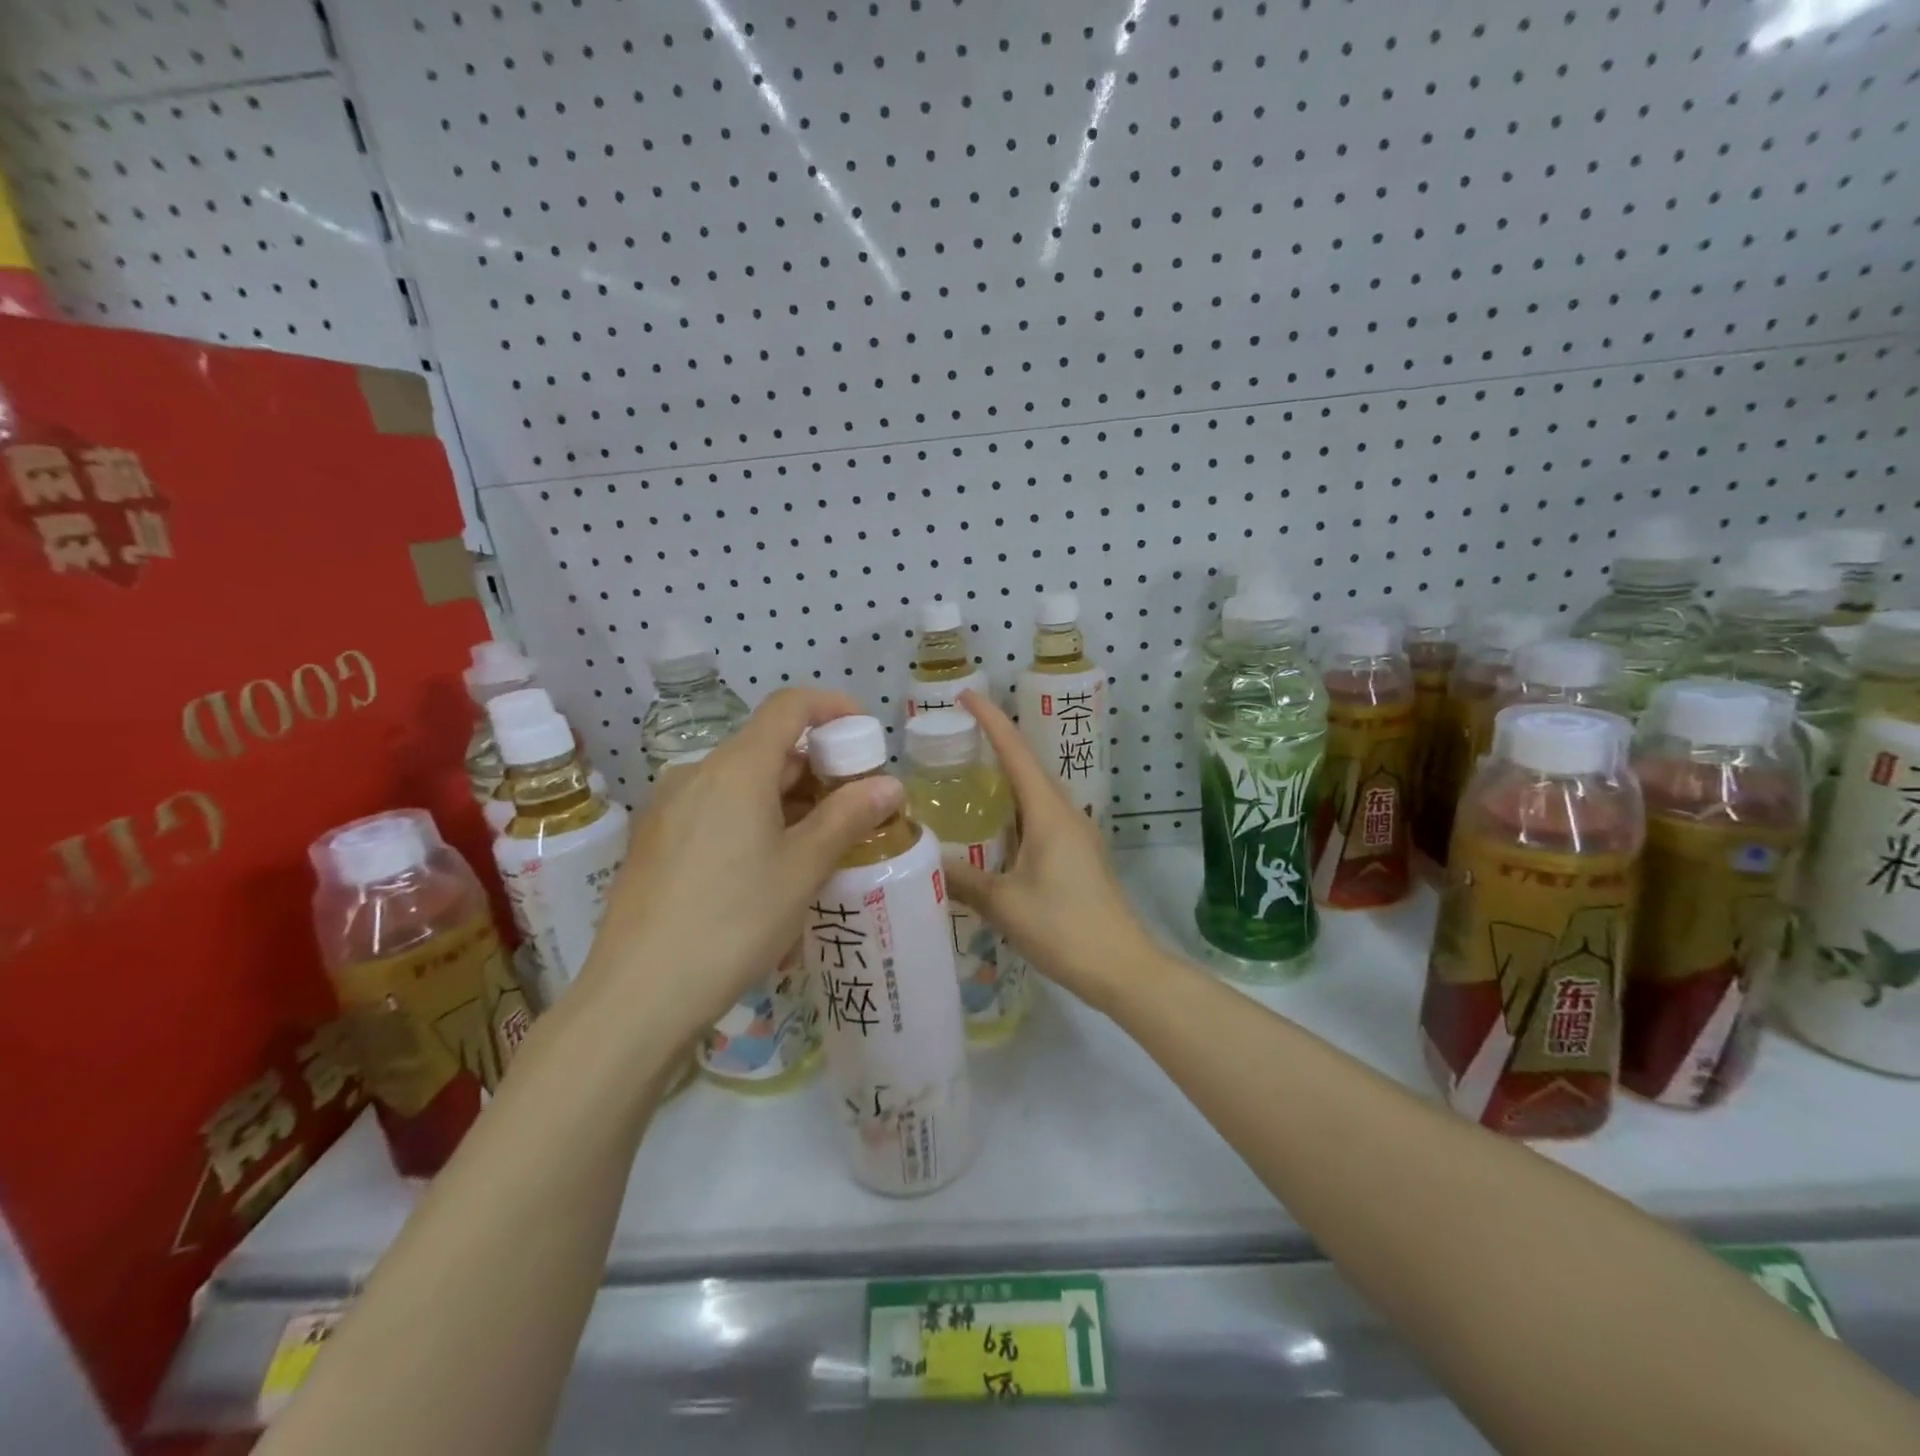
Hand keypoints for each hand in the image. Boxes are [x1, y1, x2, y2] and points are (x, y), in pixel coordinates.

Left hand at [575, 689, 904, 1043]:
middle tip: (854, 808)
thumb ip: (848, 817)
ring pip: (741, 782)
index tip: (864, 735)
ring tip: (818, 845)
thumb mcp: (803, 869)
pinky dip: (753, 818)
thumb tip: (890, 784)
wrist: (638, 995)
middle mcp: (696, 773)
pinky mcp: (655, 840)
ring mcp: (668, 807)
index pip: (789, 706)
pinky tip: (767, 867)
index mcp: (736, 768)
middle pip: (767, 747)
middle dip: (817, 768)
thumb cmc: (733, 922)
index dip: (832, 708)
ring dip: (787, 798)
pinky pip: (715, 809)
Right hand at [943, 689, 1157, 1010]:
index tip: (964, 695)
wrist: (1124, 968)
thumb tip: (921, 859)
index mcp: (1049, 812)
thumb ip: (962, 879)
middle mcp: (1066, 813)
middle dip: (994, 745)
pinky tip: (992, 830)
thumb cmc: (1065, 928)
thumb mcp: (1005, 904)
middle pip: (1027, 766)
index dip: (990, 719)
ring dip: (1004, 780)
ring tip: (966, 778)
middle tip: (953, 740)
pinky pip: (1040, 818)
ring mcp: (1076, 835)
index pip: (1015, 751)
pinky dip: (1014, 811)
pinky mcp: (1078, 856)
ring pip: (1034, 794)